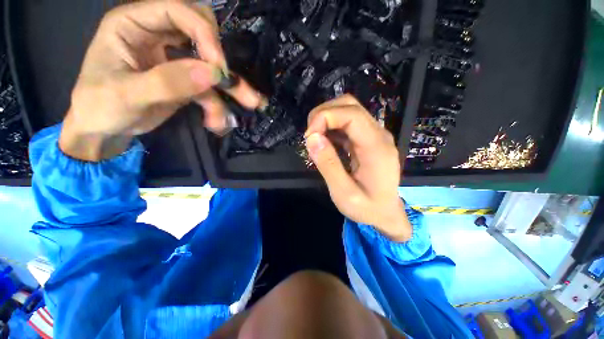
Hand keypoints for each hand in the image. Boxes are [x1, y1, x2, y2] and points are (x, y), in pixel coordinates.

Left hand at [59, 1, 262, 160]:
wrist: (104, 130)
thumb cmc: (100, 107)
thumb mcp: (126, 94)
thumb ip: (169, 82)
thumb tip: (213, 75)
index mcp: (134, 24)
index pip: (178, 11)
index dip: (204, 35)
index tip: (218, 68)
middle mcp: (157, 36)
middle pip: (202, 31)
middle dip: (219, 58)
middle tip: (230, 83)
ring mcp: (173, 61)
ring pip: (211, 65)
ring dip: (231, 88)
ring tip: (251, 104)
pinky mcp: (185, 82)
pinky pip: (209, 90)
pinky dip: (217, 106)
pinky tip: (217, 122)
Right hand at [305, 95, 411, 241]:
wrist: (386, 213)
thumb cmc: (367, 208)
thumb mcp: (343, 193)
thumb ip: (328, 165)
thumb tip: (312, 138)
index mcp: (376, 147)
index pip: (351, 114)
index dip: (325, 117)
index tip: (309, 136)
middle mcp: (378, 134)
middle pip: (350, 105)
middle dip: (324, 114)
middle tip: (310, 136)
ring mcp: (374, 135)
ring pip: (348, 110)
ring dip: (326, 119)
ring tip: (315, 139)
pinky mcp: (368, 139)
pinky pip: (348, 123)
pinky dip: (331, 127)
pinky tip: (325, 142)